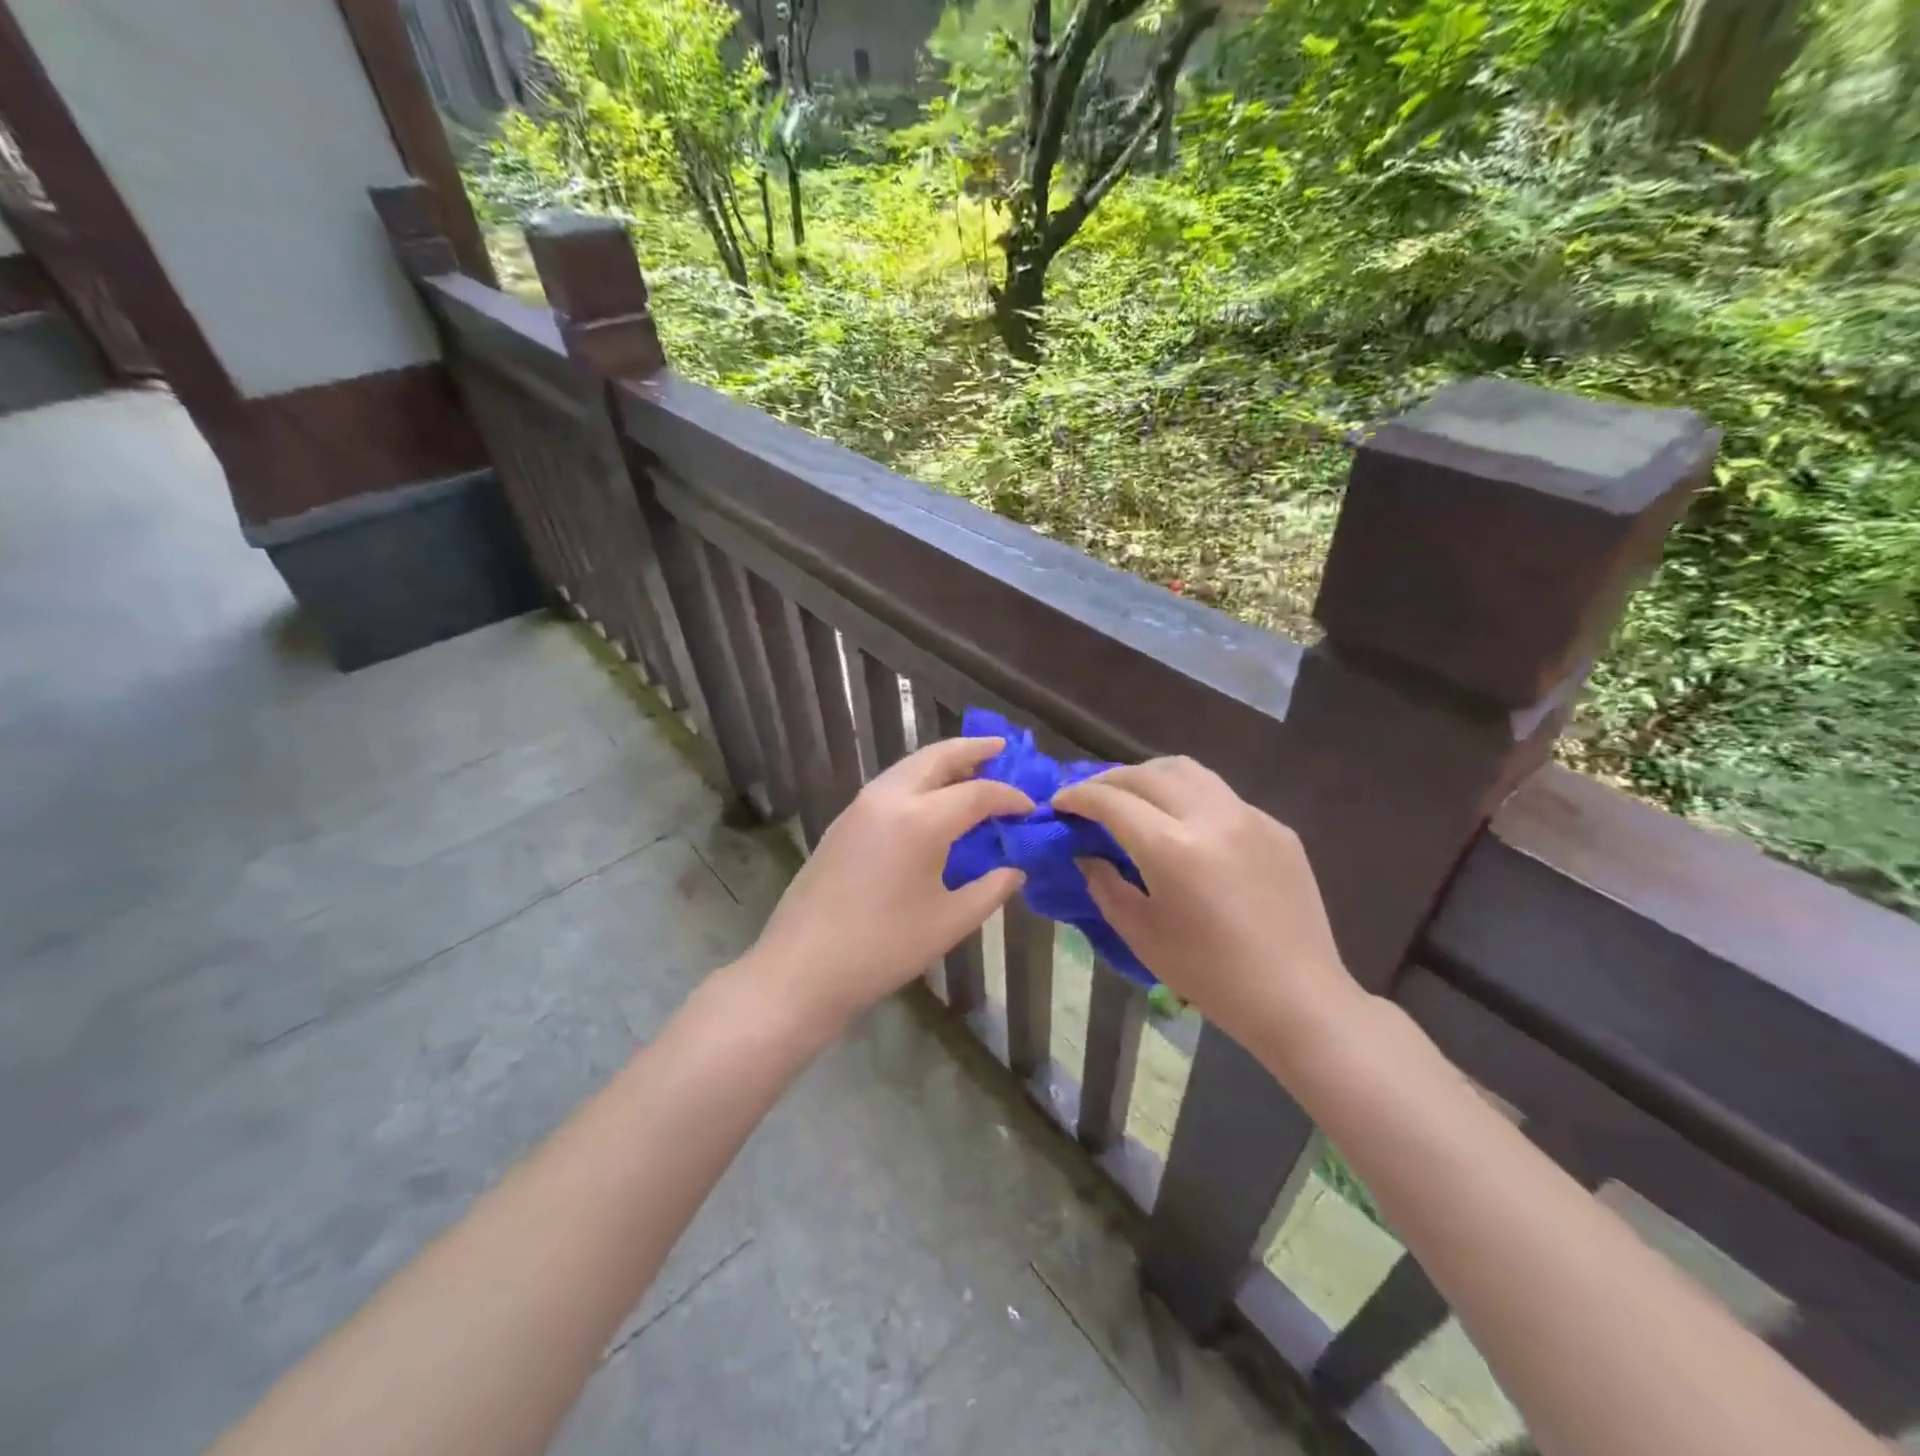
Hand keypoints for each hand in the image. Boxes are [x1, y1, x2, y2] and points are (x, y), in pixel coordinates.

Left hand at [745, 736, 1032, 1033]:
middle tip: (1001, 748)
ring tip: (970, 768)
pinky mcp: (843, 822)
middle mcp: (889, 798)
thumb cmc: (883, 948)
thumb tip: (1015, 871)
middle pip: (936, 758)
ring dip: (942, 762)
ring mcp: (859, 806)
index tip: (1031, 807)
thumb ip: (990, 890)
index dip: (1009, 798)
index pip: (977, 793)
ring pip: (909, 767)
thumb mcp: (948, 922)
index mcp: (920, 820)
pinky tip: (930, 801)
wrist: (801, 968)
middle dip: (971, 749)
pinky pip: (890, 785)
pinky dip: (918, 780)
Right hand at [1053, 758, 1358, 1060]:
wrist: (1296, 997)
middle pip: (1147, 774)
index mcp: (1172, 848)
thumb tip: (1088, 854)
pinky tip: (1186, 826)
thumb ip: (1105, 885)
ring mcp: (1249, 816)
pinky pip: (1221, 796)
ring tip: (1133, 796)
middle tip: (1090, 798)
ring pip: (1187, 770)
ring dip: (1149, 775)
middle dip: (1109, 779)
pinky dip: (1189, 797)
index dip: (1078, 796)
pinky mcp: (1276, 827)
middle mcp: (1211, 817)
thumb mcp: (1141, 934)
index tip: (1059, 803)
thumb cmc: (1210, 975)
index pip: (1111, 802)